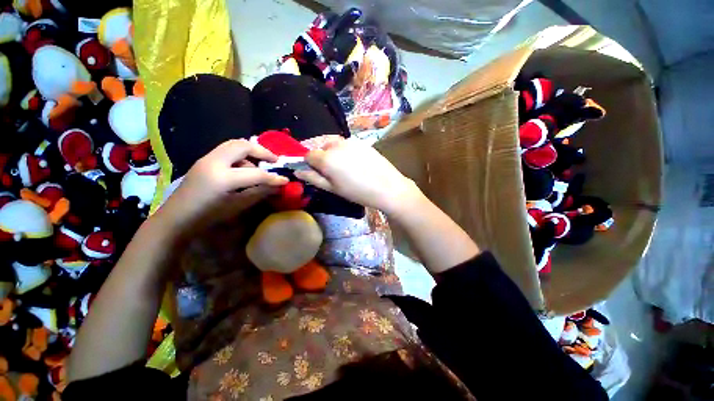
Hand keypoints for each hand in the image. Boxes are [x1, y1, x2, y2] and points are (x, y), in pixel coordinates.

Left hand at [159, 139, 288, 228]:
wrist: (176, 217)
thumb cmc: (208, 216)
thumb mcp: (237, 206)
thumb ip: (259, 193)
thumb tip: (278, 186)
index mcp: (222, 177)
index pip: (256, 173)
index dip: (273, 177)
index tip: (285, 179)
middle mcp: (214, 162)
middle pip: (242, 145)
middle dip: (262, 151)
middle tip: (274, 161)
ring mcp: (207, 159)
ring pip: (233, 145)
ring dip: (250, 153)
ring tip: (259, 166)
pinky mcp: (204, 160)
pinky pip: (226, 151)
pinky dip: (240, 156)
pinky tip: (243, 169)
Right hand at [295, 138, 421, 215]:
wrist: (387, 187)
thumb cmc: (358, 192)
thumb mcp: (333, 189)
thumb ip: (314, 178)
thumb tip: (297, 171)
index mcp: (326, 158)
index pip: (308, 154)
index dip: (310, 163)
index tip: (317, 172)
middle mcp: (336, 145)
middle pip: (320, 146)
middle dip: (321, 156)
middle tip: (332, 171)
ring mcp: (350, 141)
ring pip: (333, 143)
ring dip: (332, 152)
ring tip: (344, 167)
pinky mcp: (361, 142)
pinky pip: (346, 144)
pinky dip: (344, 150)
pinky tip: (355, 162)